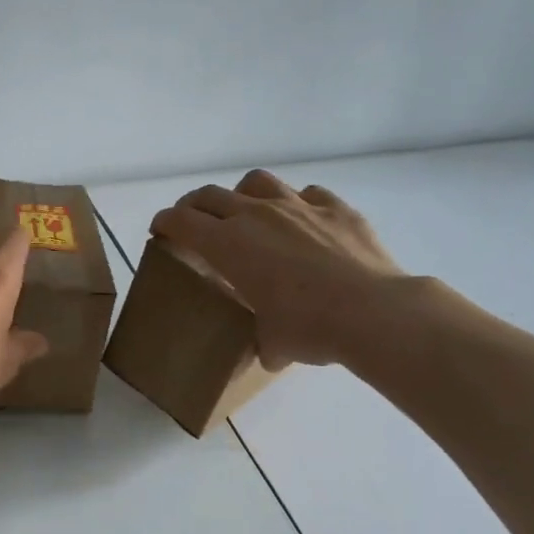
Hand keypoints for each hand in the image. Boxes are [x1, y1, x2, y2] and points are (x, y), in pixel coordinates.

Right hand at [150, 172, 406, 368]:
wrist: (374, 312)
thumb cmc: (309, 328)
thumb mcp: (272, 342)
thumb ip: (262, 340)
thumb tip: (269, 351)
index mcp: (228, 244)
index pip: (181, 221)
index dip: (164, 222)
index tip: (159, 230)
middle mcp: (256, 215)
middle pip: (210, 196)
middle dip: (193, 206)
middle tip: (191, 221)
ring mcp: (298, 206)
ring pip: (256, 181)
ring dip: (242, 193)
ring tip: (246, 210)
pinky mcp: (336, 208)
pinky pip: (308, 193)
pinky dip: (297, 203)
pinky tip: (302, 220)